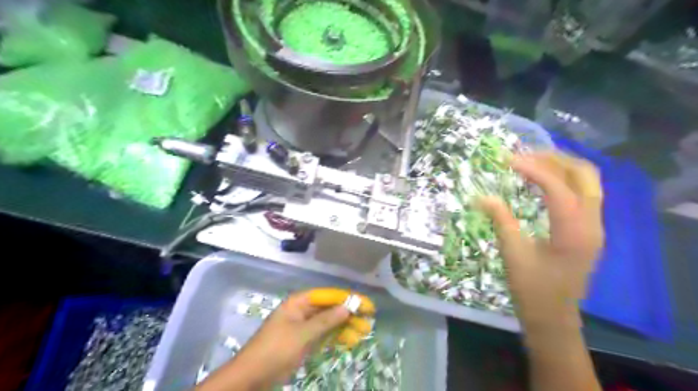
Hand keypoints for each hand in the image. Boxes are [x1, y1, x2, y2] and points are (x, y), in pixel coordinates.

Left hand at [194, 288, 370, 389]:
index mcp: (299, 302)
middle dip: (349, 314)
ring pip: (329, 322)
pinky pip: (323, 335)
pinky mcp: (303, 341)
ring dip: (345, 326)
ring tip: (363, 333)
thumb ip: (326, 320)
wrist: (251, 377)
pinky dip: (336, 337)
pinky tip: (349, 340)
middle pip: (330, 308)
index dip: (348, 298)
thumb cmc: (275, 350)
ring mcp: (303, 327)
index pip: (328, 295)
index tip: (366, 304)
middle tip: (369, 321)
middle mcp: (303, 311)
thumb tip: (347, 307)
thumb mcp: (302, 334)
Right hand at [481, 152, 605, 328]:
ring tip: (532, 161)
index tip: (507, 160)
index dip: (533, 169)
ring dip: (562, 166)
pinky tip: (543, 180)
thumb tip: (480, 196)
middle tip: (523, 155)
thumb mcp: (513, 253)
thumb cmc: (532, 289)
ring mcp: (595, 226)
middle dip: (554, 159)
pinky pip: (584, 193)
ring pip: (589, 181)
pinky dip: (565, 179)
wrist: (553, 317)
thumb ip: (501, 220)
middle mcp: (593, 224)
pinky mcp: (589, 229)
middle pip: (585, 175)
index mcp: (574, 232)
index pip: (558, 188)